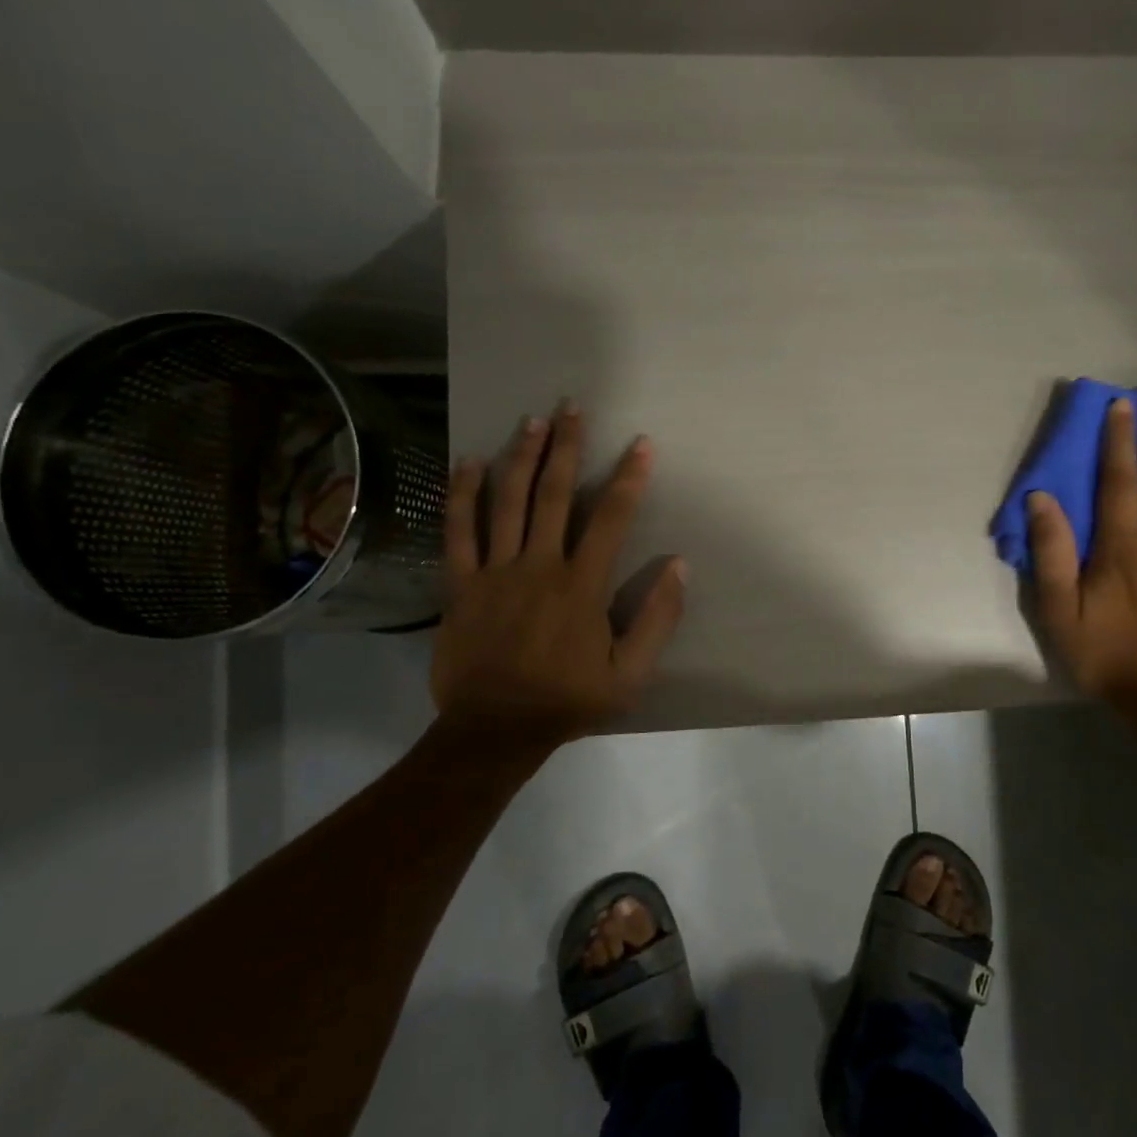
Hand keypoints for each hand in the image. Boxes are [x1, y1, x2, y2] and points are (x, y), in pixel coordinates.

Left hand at [431, 403, 685, 746]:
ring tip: (532, 421)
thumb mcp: (631, 675)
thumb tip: (678, 565)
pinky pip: (457, 531)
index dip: (629, 477)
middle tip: (572, 407)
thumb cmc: (568, 700)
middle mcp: (539, 565)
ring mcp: (495, 571)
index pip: (611, 518)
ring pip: (507, 502)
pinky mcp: (460, 584)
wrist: (494, 730)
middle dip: (566, 447)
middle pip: (554, 494)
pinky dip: (462, 494)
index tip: (641, 443)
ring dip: (520, 457)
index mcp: (582, 585)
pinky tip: (468, 462)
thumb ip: (657, 619)